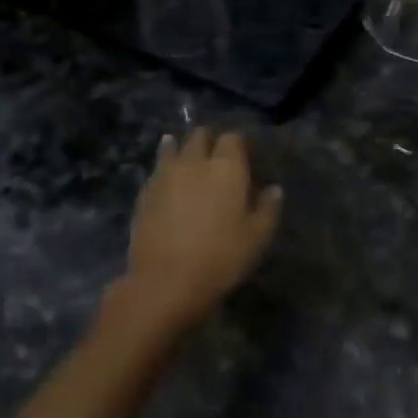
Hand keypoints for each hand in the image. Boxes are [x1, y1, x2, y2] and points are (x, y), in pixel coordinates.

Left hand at [118, 127, 281, 331]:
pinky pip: (157, 169)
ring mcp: (165, 174)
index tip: (245, 158)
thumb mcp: (256, 238)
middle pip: (200, 135)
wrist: (165, 282)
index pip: (233, 137)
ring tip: (187, 160)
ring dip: (181, 147)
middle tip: (216, 158)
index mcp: (226, 167)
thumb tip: (274, 189)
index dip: (239, 144)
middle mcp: (194, 161)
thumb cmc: (220, 258)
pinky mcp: (144, 192)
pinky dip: (164, 168)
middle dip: (209, 140)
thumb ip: (267, 209)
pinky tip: (167, 181)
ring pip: (173, 146)